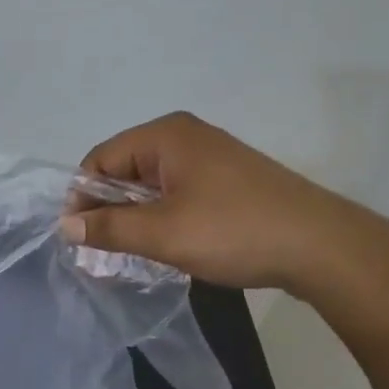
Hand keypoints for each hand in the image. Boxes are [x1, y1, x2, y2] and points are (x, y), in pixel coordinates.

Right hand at [59, 111, 374, 293]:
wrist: (323, 247)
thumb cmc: (234, 231)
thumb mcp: (163, 233)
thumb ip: (109, 228)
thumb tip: (66, 225)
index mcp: (165, 135)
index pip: (100, 159)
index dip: (83, 197)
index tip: (77, 237)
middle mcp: (184, 137)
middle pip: (124, 169)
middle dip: (108, 209)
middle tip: (100, 251)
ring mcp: (209, 157)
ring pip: (150, 185)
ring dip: (134, 217)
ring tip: (130, 253)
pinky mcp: (226, 180)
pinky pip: (176, 193)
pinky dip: (161, 217)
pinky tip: (165, 245)